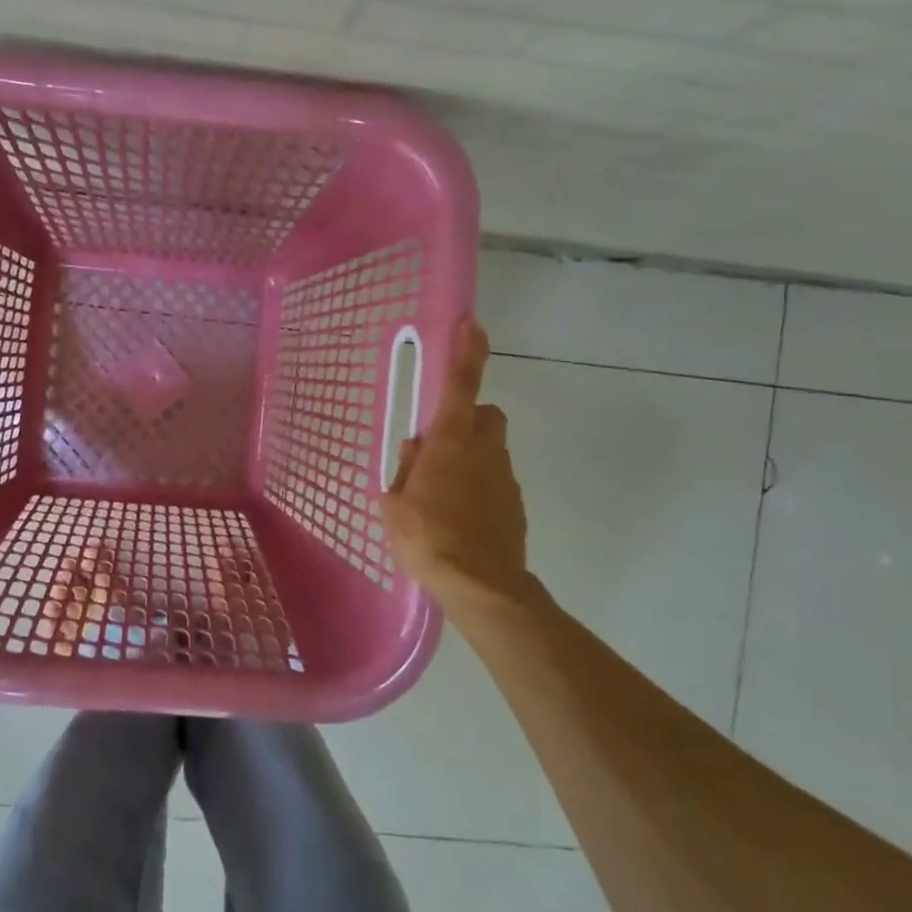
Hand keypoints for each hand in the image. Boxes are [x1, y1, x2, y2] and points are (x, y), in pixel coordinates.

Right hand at [382, 320, 531, 613]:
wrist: (481, 586)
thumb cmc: (427, 538)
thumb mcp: (395, 503)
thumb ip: (406, 468)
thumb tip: (416, 448)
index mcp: (450, 443)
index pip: (461, 386)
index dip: (467, 353)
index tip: (472, 325)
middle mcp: (484, 451)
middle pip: (487, 415)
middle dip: (469, 419)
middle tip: (442, 445)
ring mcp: (505, 478)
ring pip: (492, 451)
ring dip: (472, 458)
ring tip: (444, 496)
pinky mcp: (516, 506)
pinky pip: (496, 482)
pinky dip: (481, 489)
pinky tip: (462, 519)